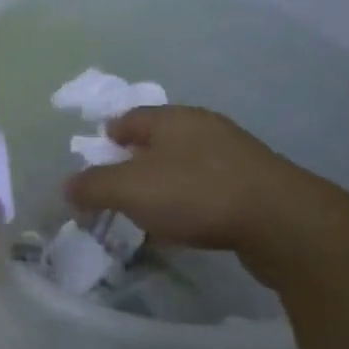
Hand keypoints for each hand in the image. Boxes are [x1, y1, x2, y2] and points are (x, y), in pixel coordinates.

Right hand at [64, 105, 348, 289]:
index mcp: (171, 118)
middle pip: (155, 143)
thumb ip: (92, 186)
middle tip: (115, 194)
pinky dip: (187, 206)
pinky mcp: (253, 185)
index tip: (92, 163)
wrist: (281, 221)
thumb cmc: (195, 194)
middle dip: (132, 166)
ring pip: (182, 168)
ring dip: (161, 188)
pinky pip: (206, 191)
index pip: (127, 119)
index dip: (105, 139)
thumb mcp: (129, 190)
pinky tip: (181, 229)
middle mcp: (203, 128)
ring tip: (145, 217)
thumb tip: (68, 186)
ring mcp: (233, 155)